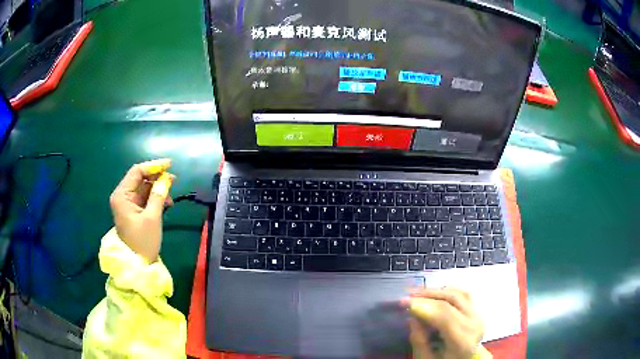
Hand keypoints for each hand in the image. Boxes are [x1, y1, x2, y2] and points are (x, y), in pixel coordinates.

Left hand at [109, 159, 174, 262]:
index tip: (169, 164)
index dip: (153, 166)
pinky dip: (155, 198)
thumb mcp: (152, 217)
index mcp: (122, 195)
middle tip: (173, 179)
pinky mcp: (134, 211)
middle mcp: (122, 196)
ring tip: (171, 194)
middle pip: (140, 179)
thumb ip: (158, 195)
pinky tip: (166, 202)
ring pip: (144, 188)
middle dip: (156, 177)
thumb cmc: (143, 241)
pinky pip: (145, 198)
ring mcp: (127, 204)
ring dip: (157, 189)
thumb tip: (166, 178)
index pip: (136, 172)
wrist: (138, 265)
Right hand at [405, 288, 487, 358]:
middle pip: (452, 300)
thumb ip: (419, 341)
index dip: (424, 306)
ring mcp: (478, 315)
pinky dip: (448, 291)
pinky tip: (434, 294)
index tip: (403, 302)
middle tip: (407, 295)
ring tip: (418, 293)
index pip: (445, 315)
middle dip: (427, 296)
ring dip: (437, 291)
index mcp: (463, 340)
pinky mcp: (477, 310)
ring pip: (458, 293)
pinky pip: (464, 294)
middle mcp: (474, 324)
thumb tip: (412, 318)